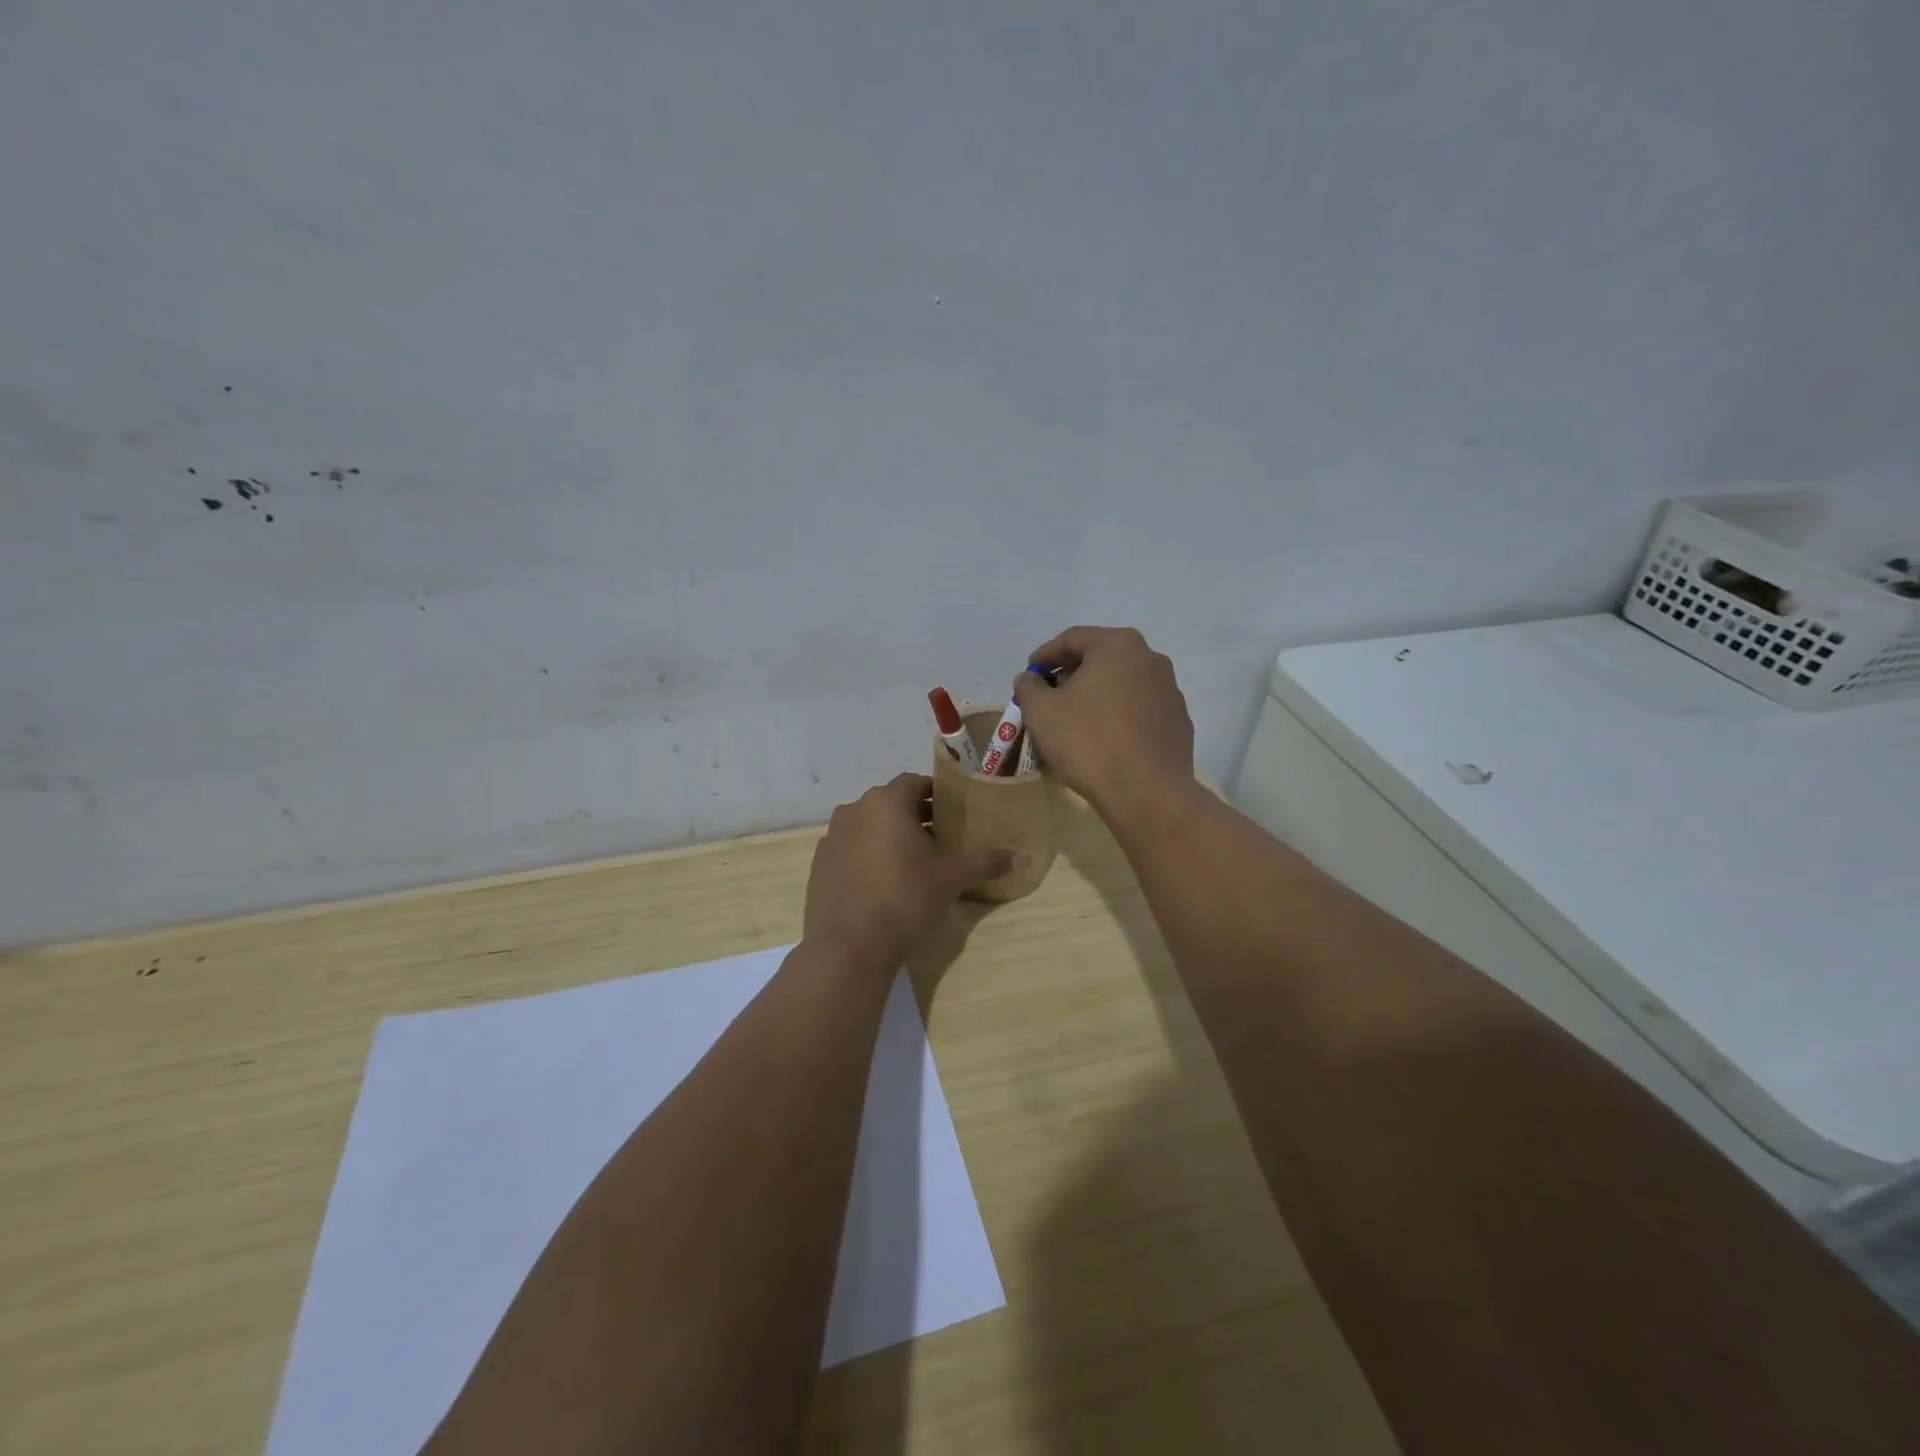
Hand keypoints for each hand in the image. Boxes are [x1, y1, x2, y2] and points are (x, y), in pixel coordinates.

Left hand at [803, 774, 1014, 970]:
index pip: (915, 783)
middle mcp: (854, 810)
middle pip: (891, 804)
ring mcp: (831, 837)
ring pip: (868, 826)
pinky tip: (883, 883)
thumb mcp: (952, 878)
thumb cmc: (905, 899)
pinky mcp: (820, 864)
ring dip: (890, 836)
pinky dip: (867, 856)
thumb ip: (987, 860)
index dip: (936, 795)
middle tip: (940, 839)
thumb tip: (1026, 854)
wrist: (849, 946)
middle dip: (916, 816)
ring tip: (913, 863)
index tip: (954, 813)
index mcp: (885, 802)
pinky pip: (851, 849)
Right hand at [1014, 626, 1195, 817]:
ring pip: (1123, 683)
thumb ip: (1029, 687)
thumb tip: (1029, 678)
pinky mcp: (1179, 721)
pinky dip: (1119, 715)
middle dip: (1072, 674)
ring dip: (1097, 695)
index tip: (1029, 675)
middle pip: (1101, 658)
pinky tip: (1105, 739)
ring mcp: (1170, 690)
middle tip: (1050, 696)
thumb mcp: (1041, 712)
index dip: (1044, 656)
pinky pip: (1140, 709)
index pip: (1072, 639)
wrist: (1147, 793)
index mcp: (1117, 646)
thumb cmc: (1088, 743)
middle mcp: (1150, 659)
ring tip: (1076, 720)